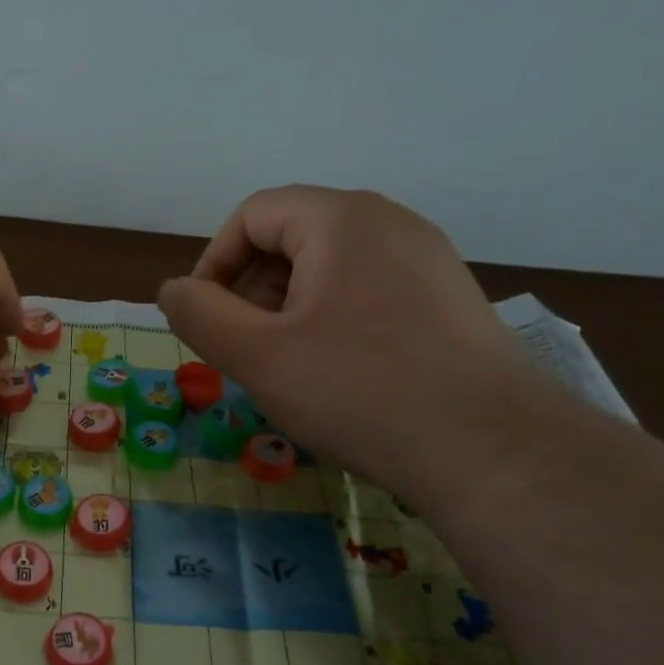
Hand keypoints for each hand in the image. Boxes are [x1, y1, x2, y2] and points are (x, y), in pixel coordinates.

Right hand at [157, 186, 570, 511]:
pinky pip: (368, 293)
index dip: (214, 263)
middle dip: (251, 290)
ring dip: (288, 310)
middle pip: (292, 236)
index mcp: (342, 219)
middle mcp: (390, 223)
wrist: (491, 449)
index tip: (206, 321)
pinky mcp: (449, 301)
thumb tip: (172, 290)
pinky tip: (338, 376)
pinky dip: (332, 322)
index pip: (252, 215)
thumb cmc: (359, 391)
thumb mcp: (258, 355)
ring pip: (330, 268)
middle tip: (244, 352)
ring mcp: (428, 261)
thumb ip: (199, 314)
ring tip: (287, 369)